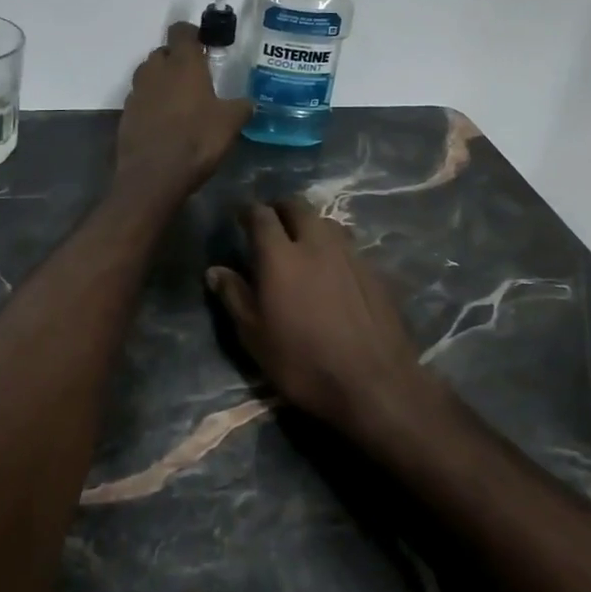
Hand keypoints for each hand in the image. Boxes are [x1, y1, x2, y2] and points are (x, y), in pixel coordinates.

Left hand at [113, 22, 252, 205]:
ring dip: (162, 81)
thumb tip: (248, 103)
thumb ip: (241, 107)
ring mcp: (137, 92)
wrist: (153, 176)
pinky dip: (151, 104)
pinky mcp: (126, 114)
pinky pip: (141, 99)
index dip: (193, 34)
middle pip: (163, 52)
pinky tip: (165, 122)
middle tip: (196, 78)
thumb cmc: (197, 140)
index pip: (181, 31)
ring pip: (149, 74)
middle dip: (177, 59)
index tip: (205, 46)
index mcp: (183, 63)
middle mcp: (156, 70)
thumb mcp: (230, 124)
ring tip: (180, 101)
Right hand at [206, 198, 430, 434]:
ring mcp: (350, 254)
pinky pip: (349, 245)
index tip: (240, 216)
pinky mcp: (375, 271)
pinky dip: (334, 247)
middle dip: (281, 209)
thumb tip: (215, 270)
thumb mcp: (255, 337)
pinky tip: (333, 269)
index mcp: (280, 255)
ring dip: (310, 224)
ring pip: (327, 222)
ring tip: (302, 242)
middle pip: (298, 207)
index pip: (261, 215)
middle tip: (271, 222)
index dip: (248, 211)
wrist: (374, 383)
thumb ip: (234, 297)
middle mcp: (317, 243)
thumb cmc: (302, 363)